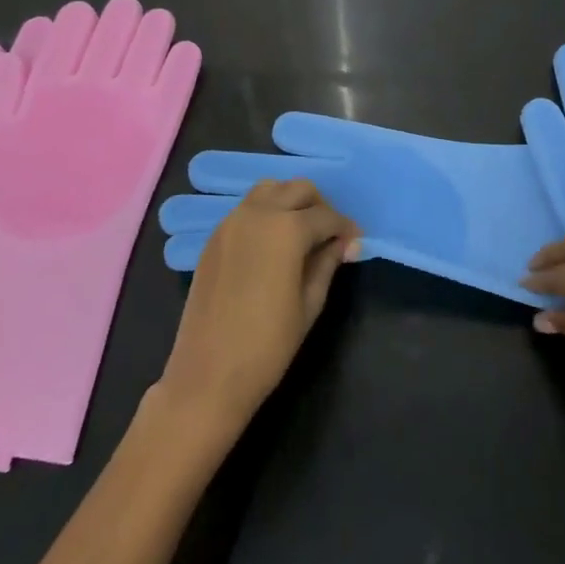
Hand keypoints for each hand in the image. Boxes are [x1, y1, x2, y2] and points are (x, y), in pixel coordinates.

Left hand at [158, 179, 359, 431]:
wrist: (208, 374)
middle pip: (298, 189)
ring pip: (269, 190)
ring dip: (291, 202)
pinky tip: (273, 244)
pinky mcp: (214, 237)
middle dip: (320, 206)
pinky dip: (267, 213)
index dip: (346, 228)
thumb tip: (347, 243)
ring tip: (302, 234)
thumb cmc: (268, 344)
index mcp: (286, 229)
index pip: (326, 216)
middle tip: (331, 236)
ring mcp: (231, 222)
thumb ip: (328, 263)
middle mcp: (257, 213)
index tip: (356, 243)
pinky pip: (247, 208)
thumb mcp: (309, 303)